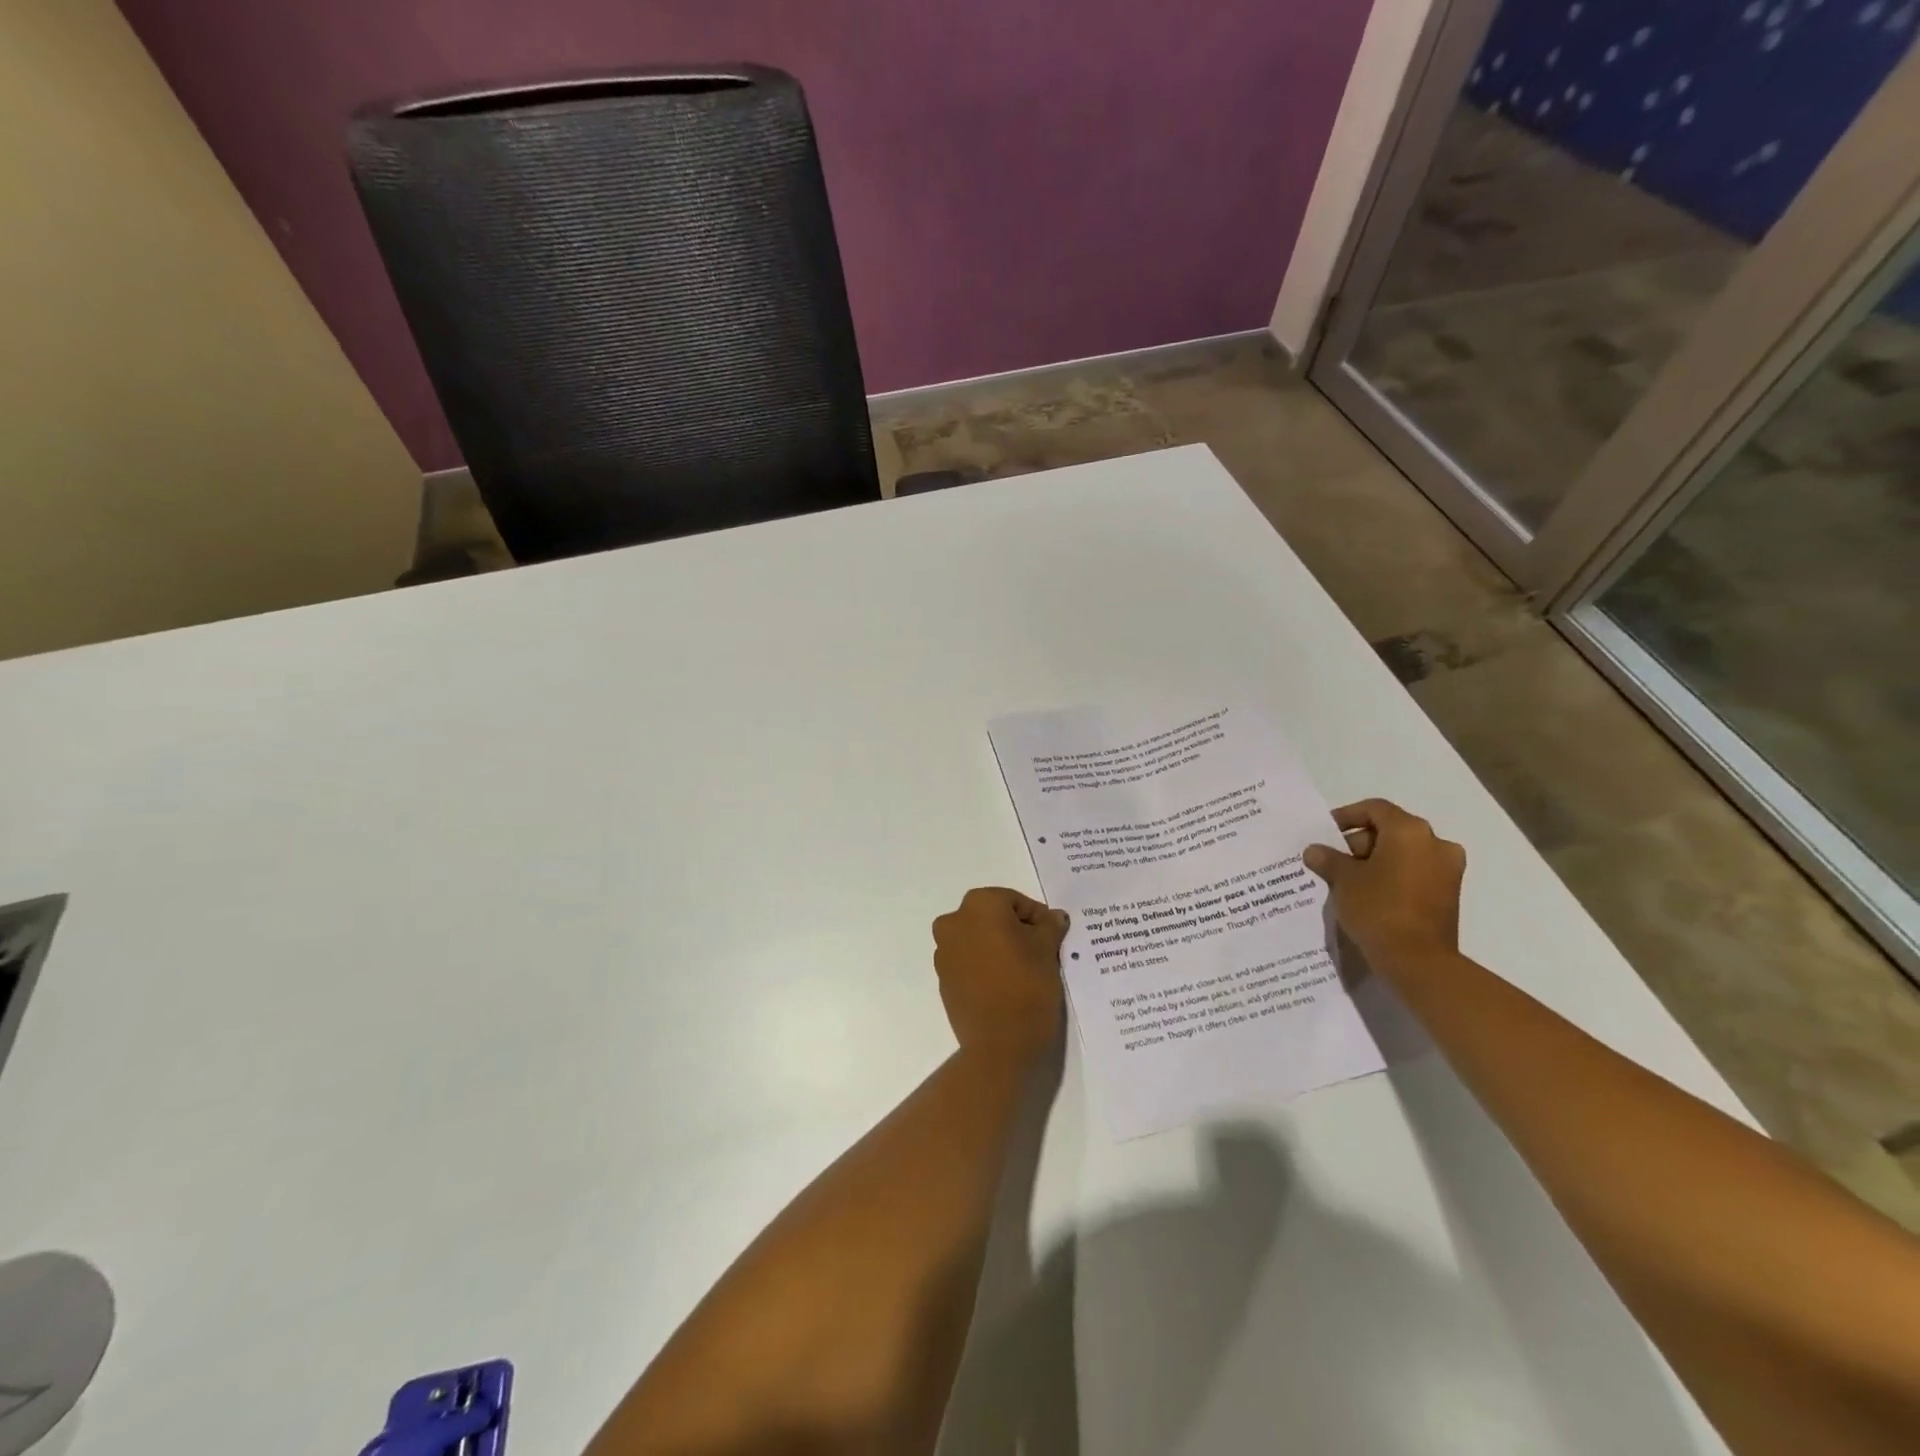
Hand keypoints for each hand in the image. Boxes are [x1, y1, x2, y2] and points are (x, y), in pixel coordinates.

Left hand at [932, 888, 1069, 1063]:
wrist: (1000, 1044)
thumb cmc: (1027, 985)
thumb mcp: (1047, 949)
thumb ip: (1049, 926)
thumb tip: (1054, 917)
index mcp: (978, 905)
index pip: (1015, 902)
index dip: (1037, 918)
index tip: (1053, 937)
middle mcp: (954, 922)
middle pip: (993, 917)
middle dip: (1016, 930)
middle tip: (1041, 951)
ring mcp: (944, 952)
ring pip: (978, 939)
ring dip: (998, 947)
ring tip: (1024, 970)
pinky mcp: (943, 980)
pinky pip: (968, 962)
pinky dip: (986, 966)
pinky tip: (1006, 985)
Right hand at [1303, 799, 1464, 968]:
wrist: (1418, 960)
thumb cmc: (1378, 908)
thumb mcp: (1343, 880)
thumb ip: (1328, 859)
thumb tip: (1315, 851)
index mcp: (1410, 831)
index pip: (1375, 809)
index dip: (1347, 816)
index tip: (1326, 833)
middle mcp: (1436, 844)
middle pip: (1392, 830)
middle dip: (1360, 842)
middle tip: (1333, 860)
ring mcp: (1448, 871)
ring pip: (1405, 853)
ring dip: (1377, 861)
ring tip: (1348, 880)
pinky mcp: (1450, 895)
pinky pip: (1416, 873)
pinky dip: (1393, 876)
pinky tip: (1370, 894)